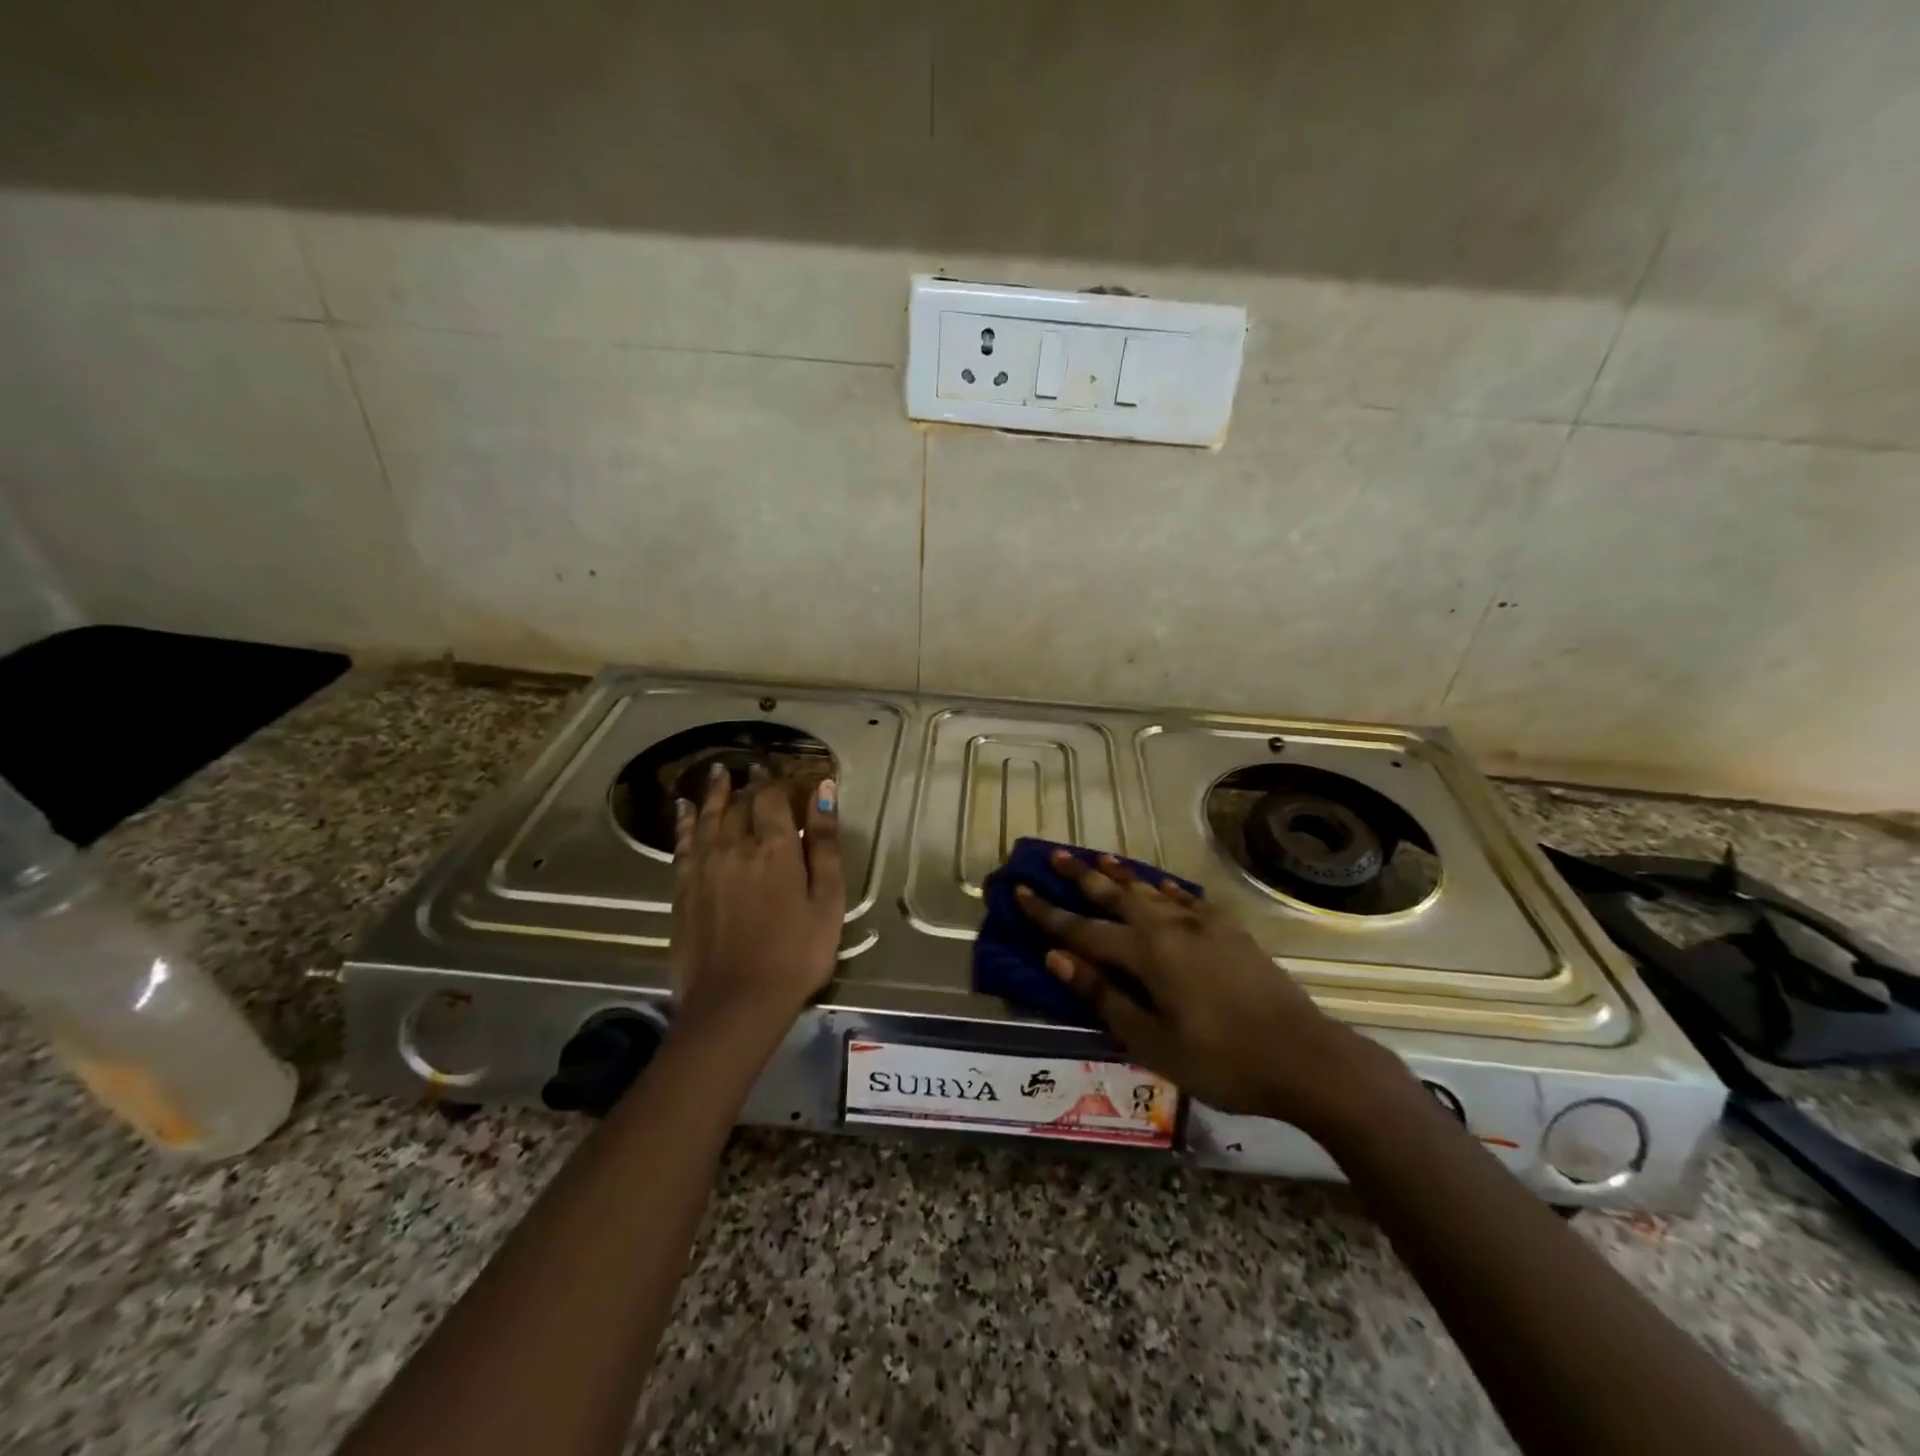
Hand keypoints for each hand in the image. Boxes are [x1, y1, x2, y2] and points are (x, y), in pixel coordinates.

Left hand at [670, 765, 844, 1034]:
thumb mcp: (827, 901)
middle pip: (740, 804)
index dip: (776, 780)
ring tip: (718, 772)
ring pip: (708, 816)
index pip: (772, 798)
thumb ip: (825, 843)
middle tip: (754, 769)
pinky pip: (683, 842)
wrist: (735, 1003)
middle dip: (749, 784)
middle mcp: (734, 846)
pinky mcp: (682, 888)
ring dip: (715, 792)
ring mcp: (703, 867)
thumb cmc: (796, 954)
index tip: (780, 769)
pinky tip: (684, 809)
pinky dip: (685, 821)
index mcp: (774, 848)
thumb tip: (823, 791)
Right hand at [1017, 851, 1411, 1132]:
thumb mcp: (1151, 1041)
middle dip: (1081, 876)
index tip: (1020, 891)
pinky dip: (1167, 889)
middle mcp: (1170, 927)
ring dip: (1122, 875)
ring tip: (1100, 858)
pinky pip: (1188, 899)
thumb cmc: (1221, 1061)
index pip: (1083, 929)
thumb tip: (1057, 958)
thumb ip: (1103, 996)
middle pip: (1115, 894)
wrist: (1305, 1057)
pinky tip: (1162, 885)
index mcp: (1146, 954)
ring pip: (1151, 890)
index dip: (1048, 913)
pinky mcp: (1231, 931)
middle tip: (1055, 855)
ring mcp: (1204, 925)